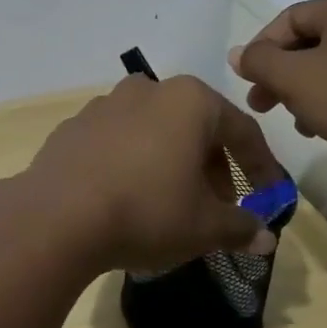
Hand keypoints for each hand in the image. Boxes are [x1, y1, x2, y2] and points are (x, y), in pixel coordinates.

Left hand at [11, 75, 286, 275]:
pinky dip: (135, 162)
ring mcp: (105, 104)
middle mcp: (148, 89)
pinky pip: (119, 141)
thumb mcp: (204, 227)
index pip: (241, 130)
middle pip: (196, 126)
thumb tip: (264, 237)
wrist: (57, 215)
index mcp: (189, 101)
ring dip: (173, 162)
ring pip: (156, 130)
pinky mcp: (74, 125)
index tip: (270, 196)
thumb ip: (240, 227)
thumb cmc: (146, 211)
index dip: (261, 167)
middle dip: (214, 166)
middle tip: (220, 206)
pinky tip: (129, 196)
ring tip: (175, 203)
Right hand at [228, 0, 326, 189]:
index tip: (247, 82)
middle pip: (311, 47)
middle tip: (262, 106)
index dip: (260, 49)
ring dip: (309, 99)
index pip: (288, 19)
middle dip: (283, 79)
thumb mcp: (293, 77)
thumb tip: (239, 55)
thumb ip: (259, 62)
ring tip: (304, 127)